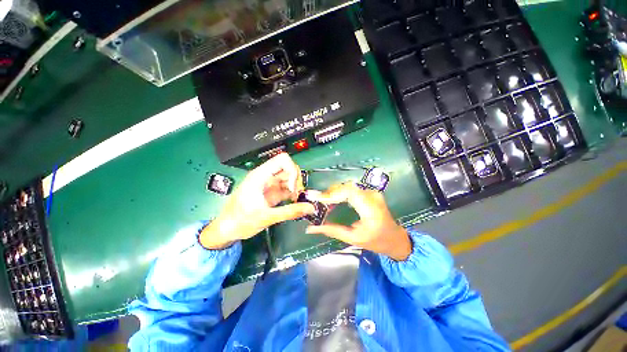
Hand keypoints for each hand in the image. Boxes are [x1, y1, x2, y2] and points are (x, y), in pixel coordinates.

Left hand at [200, 153, 314, 248]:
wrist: (227, 230)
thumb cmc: (241, 221)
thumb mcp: (267, 217)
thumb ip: (290, 212)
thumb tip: (310, 208)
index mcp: (260, 176)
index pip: (282, 160)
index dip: (292, 170)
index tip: (293, 186)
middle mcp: (266, 177)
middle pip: (288, 168)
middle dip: (296, 179)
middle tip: (297, 194)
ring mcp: (269, 184)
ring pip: (289, 178)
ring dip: (296, 187)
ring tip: (296, 200)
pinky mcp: (272, 193)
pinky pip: (286, 188)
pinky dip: (293, 193)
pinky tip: (294, 202)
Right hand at [305, 183, 411, 260]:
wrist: (395, 238)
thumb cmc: (376, 241)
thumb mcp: (353, 238)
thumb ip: (332, 230)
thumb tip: (311, 228)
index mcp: (370, 208)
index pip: (349, 193)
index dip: (332, 194)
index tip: (317, 199)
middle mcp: (372, 196)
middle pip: (347, 187)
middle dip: (330, 193)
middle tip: (317, 201)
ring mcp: (371, 192)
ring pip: (348, 187)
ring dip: (334, 192)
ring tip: (323, 201)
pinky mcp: (369, 192)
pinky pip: (351, 189)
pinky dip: (340, 193)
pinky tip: (333, 200)